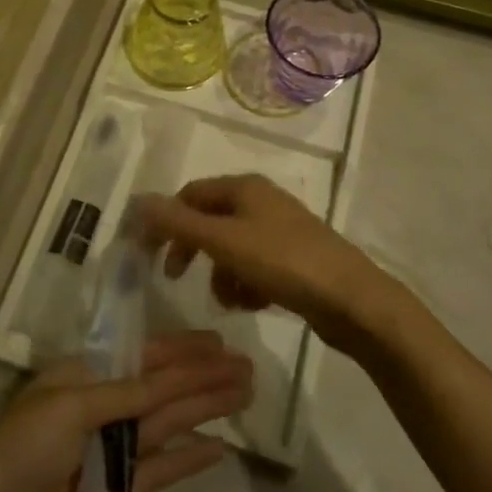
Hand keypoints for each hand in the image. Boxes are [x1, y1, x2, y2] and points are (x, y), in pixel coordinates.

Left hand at [0, 331, 250, 491]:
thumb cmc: (20, 449)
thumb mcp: (70, 407)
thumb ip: (124, 394)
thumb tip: (169, 378)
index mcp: (84, 375)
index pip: (144, 356)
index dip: (183, 350)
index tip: (220, 343)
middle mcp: (101, 407)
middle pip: (163, 388)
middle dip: (203, 378)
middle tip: (248, 370)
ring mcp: (109, 451)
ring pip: (167, 423)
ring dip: (204, 410)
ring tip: (244, 397)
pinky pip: (159, 469)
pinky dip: (187, 459)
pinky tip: (219, 450)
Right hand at [138, 175, 393, 354]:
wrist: (352, 300)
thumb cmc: (283, 262)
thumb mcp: (224, 241)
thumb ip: (179, 223)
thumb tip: (139, 201)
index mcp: (244, 188)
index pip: (190, 195)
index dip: (166, 222)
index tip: (149, 255)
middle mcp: (261, 201)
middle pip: (210, 221)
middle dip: (194, 250)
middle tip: (177, 278)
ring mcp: (280, 230)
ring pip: (231, 249)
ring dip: (222, 274)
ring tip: (231, 300)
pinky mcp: (294, 258)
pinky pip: (254, 267)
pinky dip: (246, 284)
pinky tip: (254, 304)